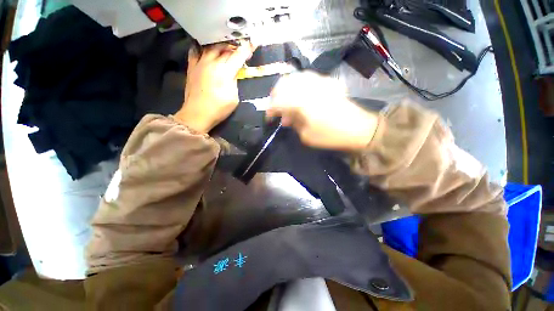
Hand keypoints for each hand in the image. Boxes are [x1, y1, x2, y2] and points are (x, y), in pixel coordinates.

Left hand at [175, 41, 255, 132]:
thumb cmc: (217, 108)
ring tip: (224, 47)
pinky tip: (204, 48)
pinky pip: (194, 52)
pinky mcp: (191, 67)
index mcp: (225, 71)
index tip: (254, 42)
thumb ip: (235, 80)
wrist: (195, 115)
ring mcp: (200, 64)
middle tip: (239, 48)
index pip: (240, 54)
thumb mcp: (234, 96)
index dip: (248, 47)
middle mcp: (213, 63)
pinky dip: (199, 48)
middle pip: (226, 47)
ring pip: (211, 47)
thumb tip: (234, 71)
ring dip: (220, 45)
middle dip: (235, 46)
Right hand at [266, 71, 378, 150]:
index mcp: (299, 100)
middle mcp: (306, 86)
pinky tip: (302, 94)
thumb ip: (293, 122)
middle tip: (277, 108)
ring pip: (295, 78)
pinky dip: (300, 84)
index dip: (270, 110)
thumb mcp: (307, 135)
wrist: (359, 128)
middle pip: (283, 83)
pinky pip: (308, 77)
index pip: (276, 100)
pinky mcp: (327, 82)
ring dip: (287, 88)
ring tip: (289, 101)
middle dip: (276, 95)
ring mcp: (317, 81)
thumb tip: (286, 117)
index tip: (269, 118)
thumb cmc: (332, 135)